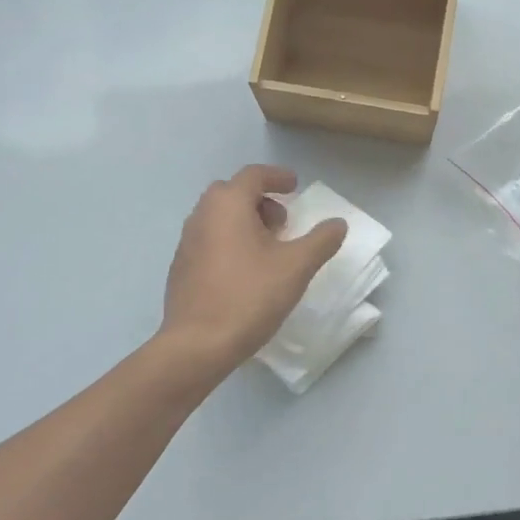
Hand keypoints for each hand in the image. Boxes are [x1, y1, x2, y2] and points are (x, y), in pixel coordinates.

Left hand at [159, 165, 346, 373]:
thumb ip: (321, 241)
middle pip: (233, 193)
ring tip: (268, 250)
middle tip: (283, 224)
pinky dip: (229, 241)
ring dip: (244, 222)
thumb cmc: (249, 296)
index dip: (277, 177)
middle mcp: (202, 215)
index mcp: (227, 204)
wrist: (197, 345)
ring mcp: (186, 242)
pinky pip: (209, 240)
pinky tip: (245, 272)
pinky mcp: (181, 268)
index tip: (295, 186)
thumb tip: (337, 224)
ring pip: (219, 217)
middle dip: (260, 200)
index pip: (253, 175)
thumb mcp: (296, 267)